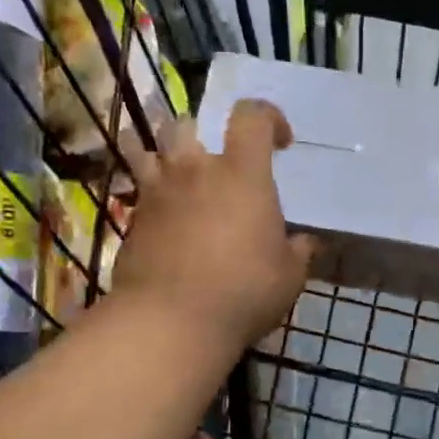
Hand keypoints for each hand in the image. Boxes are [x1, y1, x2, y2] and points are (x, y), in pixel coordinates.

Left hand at [113, 99, 315, 351]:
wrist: (172, 321)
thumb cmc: (243, 292)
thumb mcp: (289, 276)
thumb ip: (298, 252)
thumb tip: (305, 243)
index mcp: (242, 174)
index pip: (252, 116)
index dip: (269, 117)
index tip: (281, 143)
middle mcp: (195, 171)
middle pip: (187, 124)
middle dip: (201, 135)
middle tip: (215, 165)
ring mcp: (157, 193)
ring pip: (148, 149)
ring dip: (163, 156)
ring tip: (178, 179)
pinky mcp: (132, 220)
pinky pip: (139, 192)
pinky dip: (150, 197)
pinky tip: (164, 222)